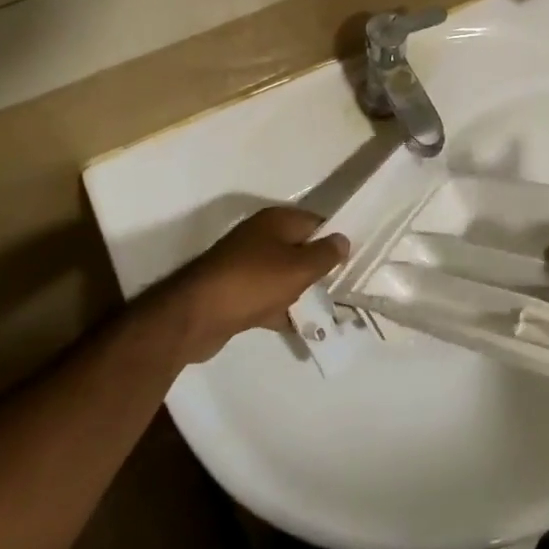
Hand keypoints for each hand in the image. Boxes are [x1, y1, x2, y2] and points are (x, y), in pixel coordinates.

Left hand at [155, 208, 347, 364]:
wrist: (195, 316)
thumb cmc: (253, 282)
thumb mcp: (298, 268)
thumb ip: (325, 255)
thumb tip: (343, 240)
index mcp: (275, 221)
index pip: (315, 223)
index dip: (334, 240)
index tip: (353, 260)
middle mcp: (260, 237)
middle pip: (299, 249)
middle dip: (319, 268)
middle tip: (343, 287)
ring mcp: (245, 265)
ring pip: (283, 275)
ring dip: (301, 291)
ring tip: (328, 310)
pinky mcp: (235, 293)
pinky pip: (267, 297)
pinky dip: (282, 309)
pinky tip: (301, 327)